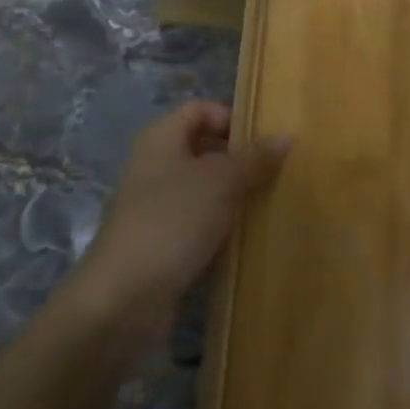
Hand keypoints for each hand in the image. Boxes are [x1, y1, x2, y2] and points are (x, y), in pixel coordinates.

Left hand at [72, 102, 289, 345]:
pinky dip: (222, 228)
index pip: (200, 110)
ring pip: (203, 189)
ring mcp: (156, 206)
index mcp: (161, 138)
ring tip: (274, 203)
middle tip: (280, 171)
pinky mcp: (162, 243)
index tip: (267, 139)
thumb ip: (254, 158)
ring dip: (235, 196)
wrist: (123, 299)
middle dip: (240, 159)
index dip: (232, 117)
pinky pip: (199, 224)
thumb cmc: (172, 221)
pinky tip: (250, 238)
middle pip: (203, 149)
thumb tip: (286, 135)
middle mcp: (155, 166)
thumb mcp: (220, 182)